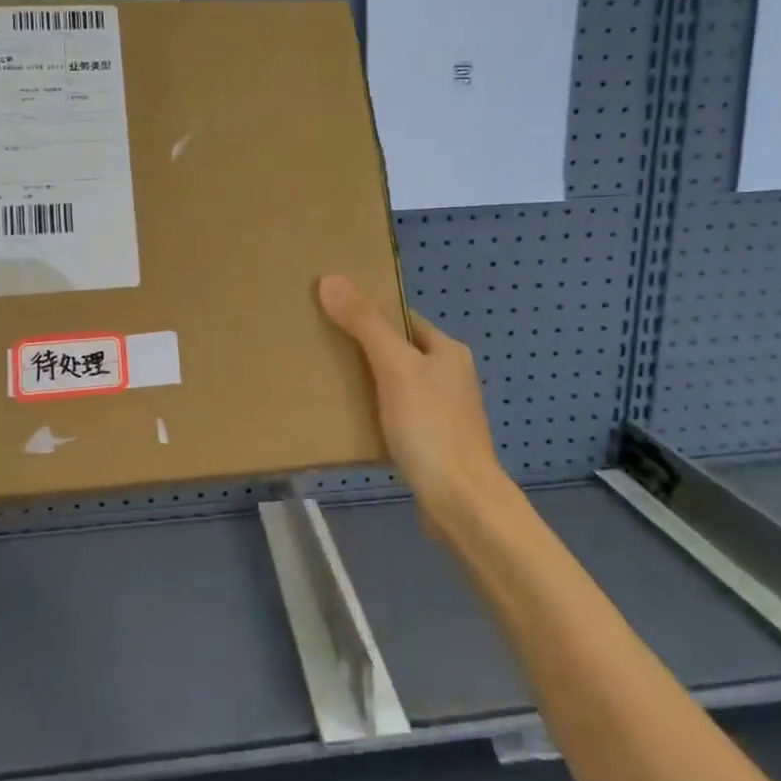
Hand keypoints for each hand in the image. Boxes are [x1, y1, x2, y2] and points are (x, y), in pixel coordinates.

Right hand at [317, 275, 505, 510]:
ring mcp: (442, 413)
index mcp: (448, 351)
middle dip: (362, 348)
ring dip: (366, 382)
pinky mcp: (431, 444)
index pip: (403, 318)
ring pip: (395, 385)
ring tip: (325, 380)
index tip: (331, 310)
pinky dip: (373, 413)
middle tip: (319, 345)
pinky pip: (395, 416)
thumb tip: (330, 278)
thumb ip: (365, 324)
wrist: (461, 503)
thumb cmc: (431, 427)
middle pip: (398, 351)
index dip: (370, 312)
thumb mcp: (395, 367)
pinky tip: (347, 420)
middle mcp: (449, 377)